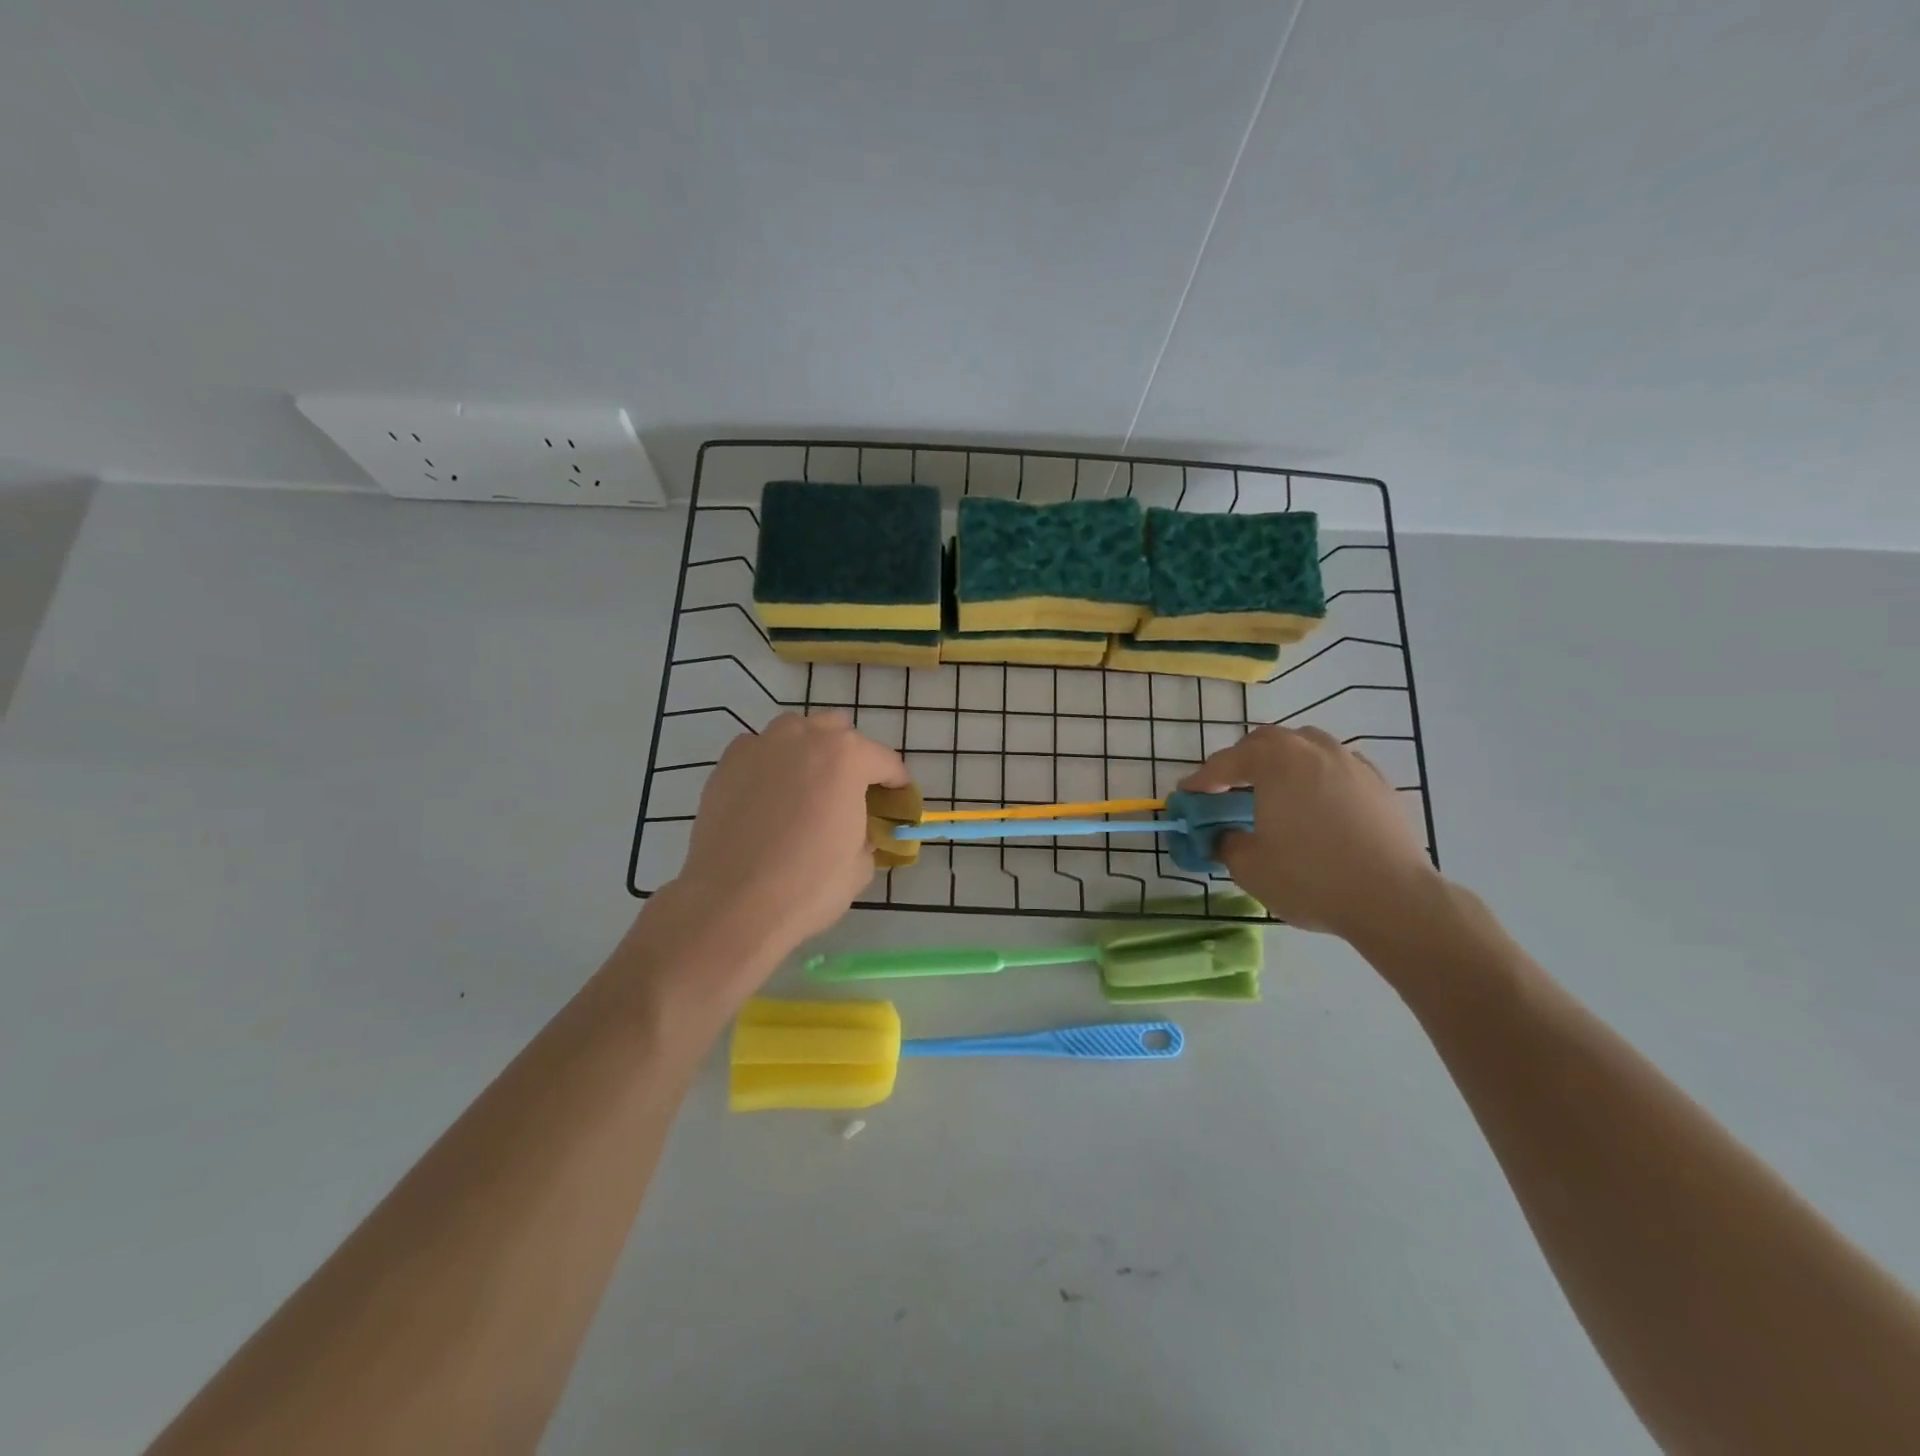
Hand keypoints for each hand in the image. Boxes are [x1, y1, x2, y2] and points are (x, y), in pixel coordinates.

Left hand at [672, 711, 909, 951]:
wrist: (732, 903)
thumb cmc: (809, 885)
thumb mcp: (861, 865)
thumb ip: (866, 833)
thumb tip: (859, 831)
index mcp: (848, 757)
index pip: (886, 762)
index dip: (897, 784)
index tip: (897, 803)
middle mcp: (805, 737)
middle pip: (839, 732)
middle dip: (852, 758)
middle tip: (851, 794)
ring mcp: (761, 745)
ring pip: (796, 732)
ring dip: (810, 751)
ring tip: (808, 788)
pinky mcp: (727, 763)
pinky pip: (760, 750)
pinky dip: (772, 765)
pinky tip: (769, 797)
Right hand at [1181, 726, 1437, 940]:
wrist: (1393, 899)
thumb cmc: (1310, 877)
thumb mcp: (1249, 866)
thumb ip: (1226, 843)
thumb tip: (1224, 835)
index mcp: (1275, 761)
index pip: (1226, 762)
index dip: (1201, 780)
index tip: (1187, 795)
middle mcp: (1313, 749)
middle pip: (1267, 742)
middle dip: (1242, 762)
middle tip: (1229, 790)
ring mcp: (1351, 762)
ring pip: (1307, 748)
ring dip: (1283, 763)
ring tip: (1276, 791)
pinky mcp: (1380, 784)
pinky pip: (1337, 768)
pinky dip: (1318, 778)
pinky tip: (1317, 805)